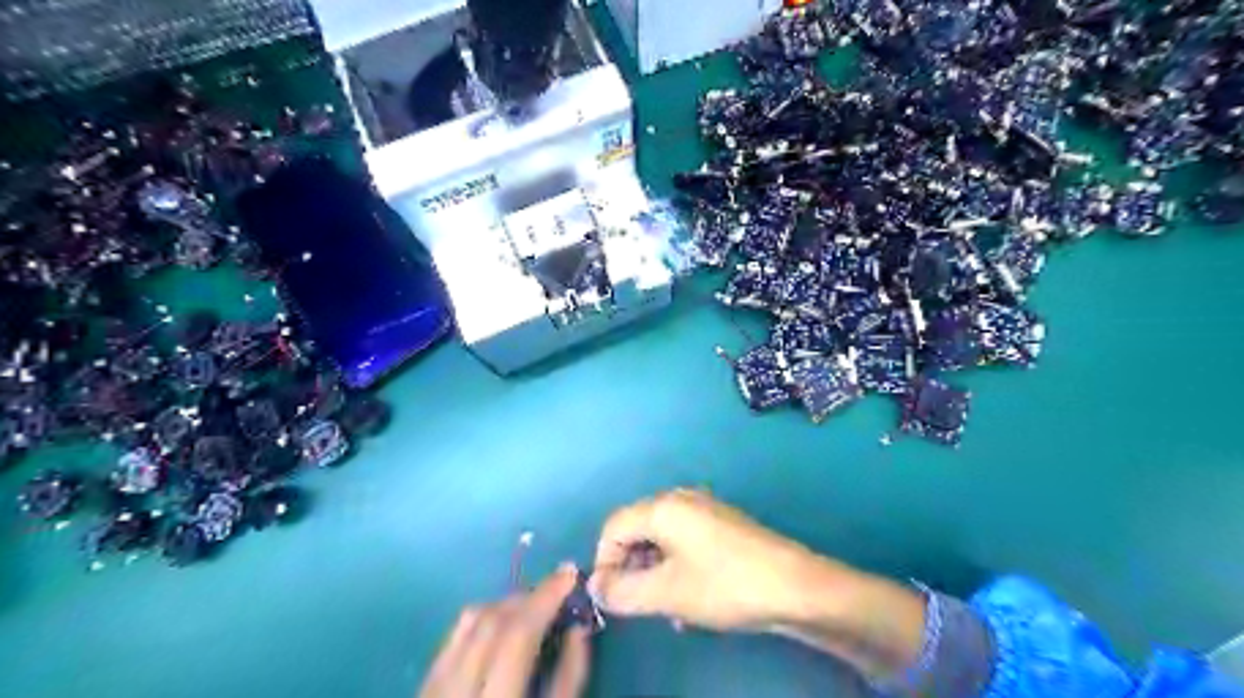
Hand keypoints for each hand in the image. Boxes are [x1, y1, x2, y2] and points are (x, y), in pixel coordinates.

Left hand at [421, 567, 588, 696]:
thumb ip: (568, 678)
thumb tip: (579, 627)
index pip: (517, 632)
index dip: (546, 596)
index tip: (571, 572)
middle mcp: (455, 689)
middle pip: (492, 619)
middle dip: (530, 596)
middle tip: (559, 590)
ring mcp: (433, 687)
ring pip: (469, 620)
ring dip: (507, 604)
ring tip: (534, 606)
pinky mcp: (424, 686)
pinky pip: (454, 635)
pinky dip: (482, 619)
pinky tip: (501, 625)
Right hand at [586, 490, 833, 632]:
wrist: (795, 585)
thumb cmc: (725, 584)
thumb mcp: (667, 593)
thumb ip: (623, 591)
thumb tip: (597, 588)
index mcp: (663, 507)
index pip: (613, 526)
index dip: (604, 562)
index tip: (611, 597)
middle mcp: (681, 498)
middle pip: (637, 529)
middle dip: (630, 568)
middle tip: (638, 603)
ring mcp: (705, 509)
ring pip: (661, 538)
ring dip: (653, 571)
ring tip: (666, 607)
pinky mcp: (722, 523)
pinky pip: (684, 541)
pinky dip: (675, 566)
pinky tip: (689, 598)